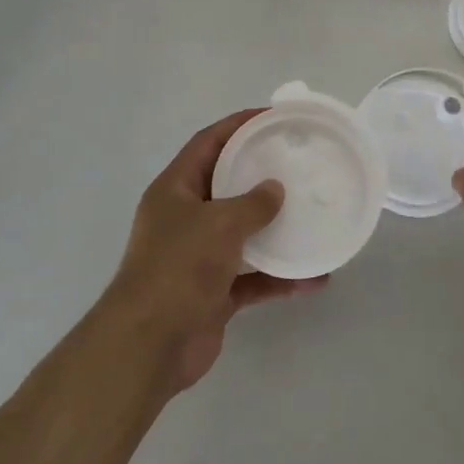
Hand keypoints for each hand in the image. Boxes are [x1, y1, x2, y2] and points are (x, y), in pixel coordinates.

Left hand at [99, 109, 326, 395]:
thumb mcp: (220, 223)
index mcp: (175, 190)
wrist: (150, 346)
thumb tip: (274, 190)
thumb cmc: (179, 268)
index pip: (208, 143)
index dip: (238, 125)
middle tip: (298, 164)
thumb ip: (252, 203)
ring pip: (243, 233)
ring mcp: (198, 257)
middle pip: (227, 185)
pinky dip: (279, 276)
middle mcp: (184, 218)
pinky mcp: (213, 293)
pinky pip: (253, 276)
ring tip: (312, 216)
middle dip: (261, 176)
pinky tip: (314, 278)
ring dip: (275, 229)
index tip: (273, 117)